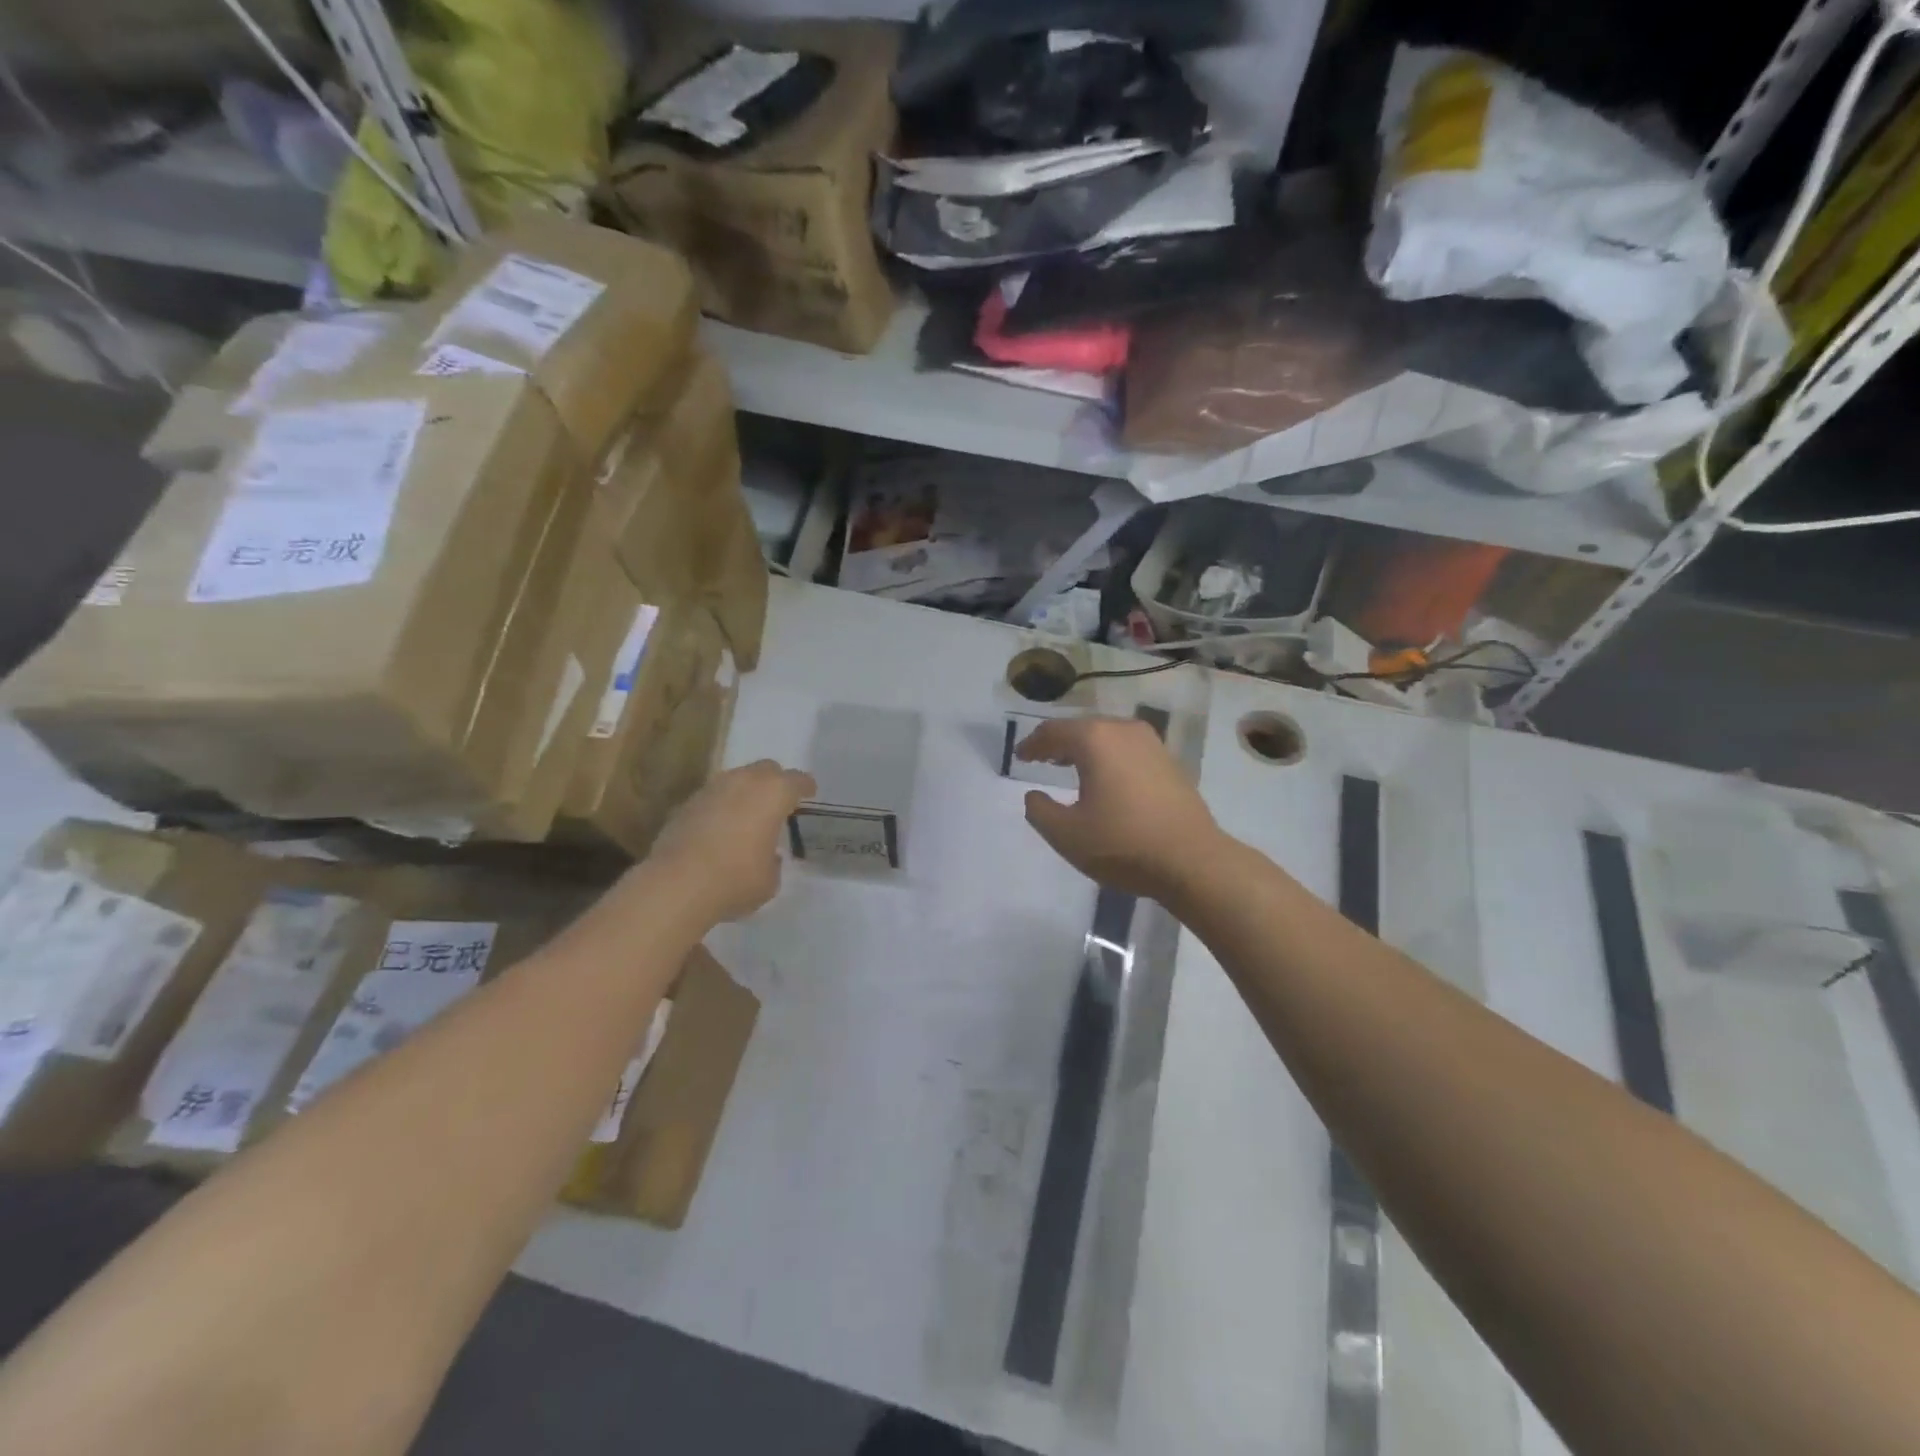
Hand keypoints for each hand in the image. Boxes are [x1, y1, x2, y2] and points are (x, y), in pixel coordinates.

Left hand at [648, 760, 816, 922]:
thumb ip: (773, 861)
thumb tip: (767, 855)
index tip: (809, 794)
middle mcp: (744, 781)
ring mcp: (711, 789)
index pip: (798, 780)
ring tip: (748, 816)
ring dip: (745, 792)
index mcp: (774, 793)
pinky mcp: (686, 804)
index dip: (806, 787)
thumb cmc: (736, 879)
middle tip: (778, 802)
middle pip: (766, 769)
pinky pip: (713, 797)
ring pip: (736, 779)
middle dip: (775, 782)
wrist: (677, 884)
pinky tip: (720, 829)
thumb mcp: (770, 879)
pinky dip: (721, 807)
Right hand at [1016, 716, 1223, 901]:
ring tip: (1067, 765)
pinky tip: (1104, 778)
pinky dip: (1107, 756)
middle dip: (1058, 742)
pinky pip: (1127, 749)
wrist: (1192, 860)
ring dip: (1084, 748)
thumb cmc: (1122, 844)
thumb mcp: (1066, 834)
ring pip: (1107, 736)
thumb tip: (1034, 796)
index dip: (1032, 744)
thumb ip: (1039, 811)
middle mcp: (1124, 730)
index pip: (1053, 732)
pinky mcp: (1169, 761)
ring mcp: (1151, 743)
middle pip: (1082, 728)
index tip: (1018, 756)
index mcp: (1095, 739)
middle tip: (1040, 757)